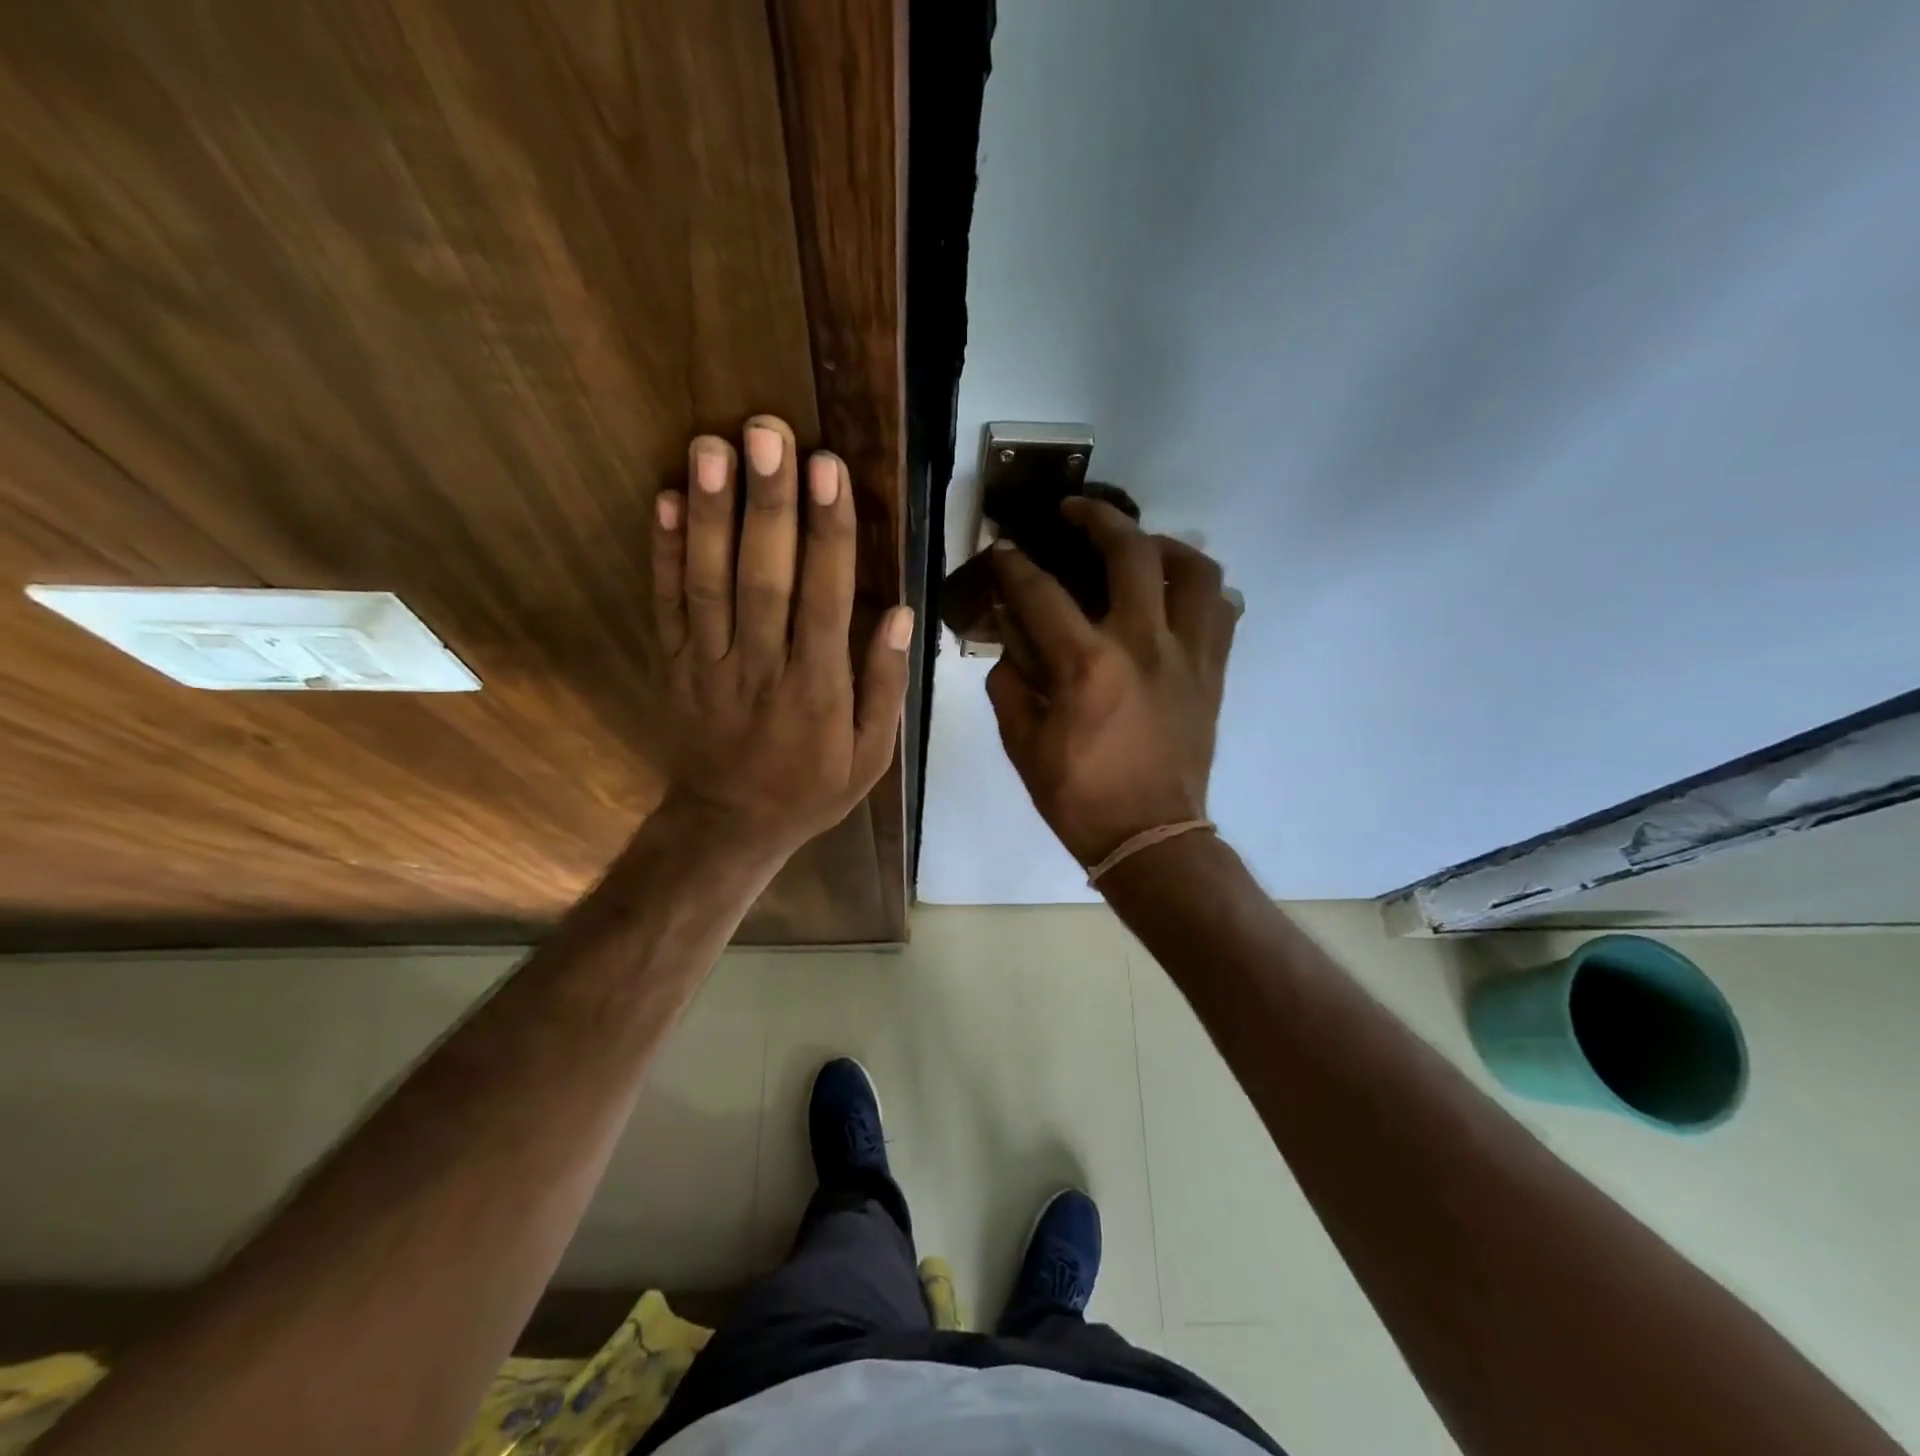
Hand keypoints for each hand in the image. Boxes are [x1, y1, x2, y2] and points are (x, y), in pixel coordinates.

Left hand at [651, 415, 911, 861]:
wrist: (730, 824)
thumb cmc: (811, 788)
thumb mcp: (871, 756)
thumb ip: (885, 686)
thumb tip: (902, 614)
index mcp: (817, 689)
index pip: (826, 598)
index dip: (828, 532)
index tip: (829, 471)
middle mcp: (761, 666)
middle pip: (764, 577)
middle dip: (768, 502)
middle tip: (768, 432)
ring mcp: (710, 663)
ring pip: (710, 581)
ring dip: (711, 512)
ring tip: (713, 446)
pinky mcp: (675, 663)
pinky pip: (667, 604)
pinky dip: (663, 552)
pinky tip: (666, 499)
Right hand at [986, 499, 1235, 866]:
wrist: (1151, 837)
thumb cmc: (1079, 797)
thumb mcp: (1023, 744)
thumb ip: (1009, 683)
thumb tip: (1010, 642)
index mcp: (1087, 665)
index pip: (1042, 593)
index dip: (1014, 565)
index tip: (1002, 548)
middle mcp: (1143, 644)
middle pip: (1129, 552)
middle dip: (1096, 518)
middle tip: (1074, 511)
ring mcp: (1188, 655)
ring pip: (1194, 570)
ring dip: (1163, 545)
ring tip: (1139, 547)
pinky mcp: (1213, 672)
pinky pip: (1221, 611)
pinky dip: (1199, 590)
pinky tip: (1175, 596)